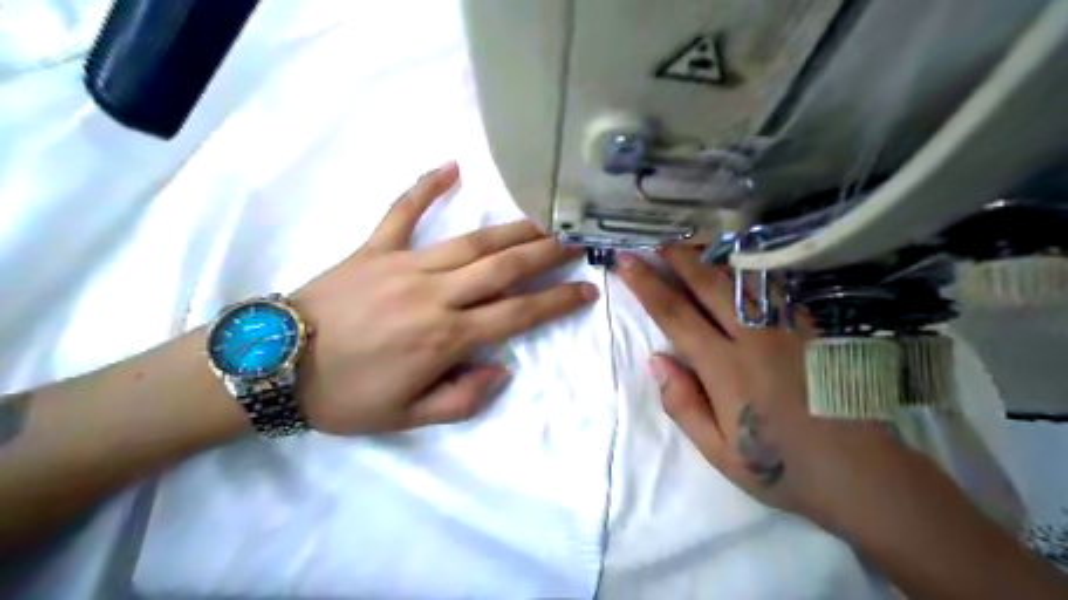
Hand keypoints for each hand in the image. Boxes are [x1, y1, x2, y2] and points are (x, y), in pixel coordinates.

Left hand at [289, 162, 595, 434]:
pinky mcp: (375, 248)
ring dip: (513, 228)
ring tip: (544, 217)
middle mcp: (436, 294)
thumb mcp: (407, 418)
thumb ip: (462, 398)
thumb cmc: (344, 397)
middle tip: (576, 240)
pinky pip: (403, 211)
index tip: (587, 289)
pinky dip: (426, 186)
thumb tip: (502, 369)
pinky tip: (452, 166)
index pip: (518, 314)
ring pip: (473, 241)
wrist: (271, 366)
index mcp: (447, 337)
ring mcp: (405, 265)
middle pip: (505, 268)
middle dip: (547, 253)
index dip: (557, 301)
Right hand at [618, 247, 935, 527]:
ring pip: (743, 277)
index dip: (646, 285)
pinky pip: (774, 287)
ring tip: (691, 241)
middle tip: (655, 238)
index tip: (626, 262)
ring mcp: (787, 328)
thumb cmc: (780, 465)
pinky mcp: (811, 328)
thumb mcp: (719, 451)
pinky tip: (740, 261)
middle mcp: (755, 338)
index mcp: (726, 368)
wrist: (859, 473)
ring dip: (712, 256)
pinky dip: (750, 268)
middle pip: (709, 283)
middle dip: (677, 256)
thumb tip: (656, 358)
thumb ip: (683, 403)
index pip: (675, 315)